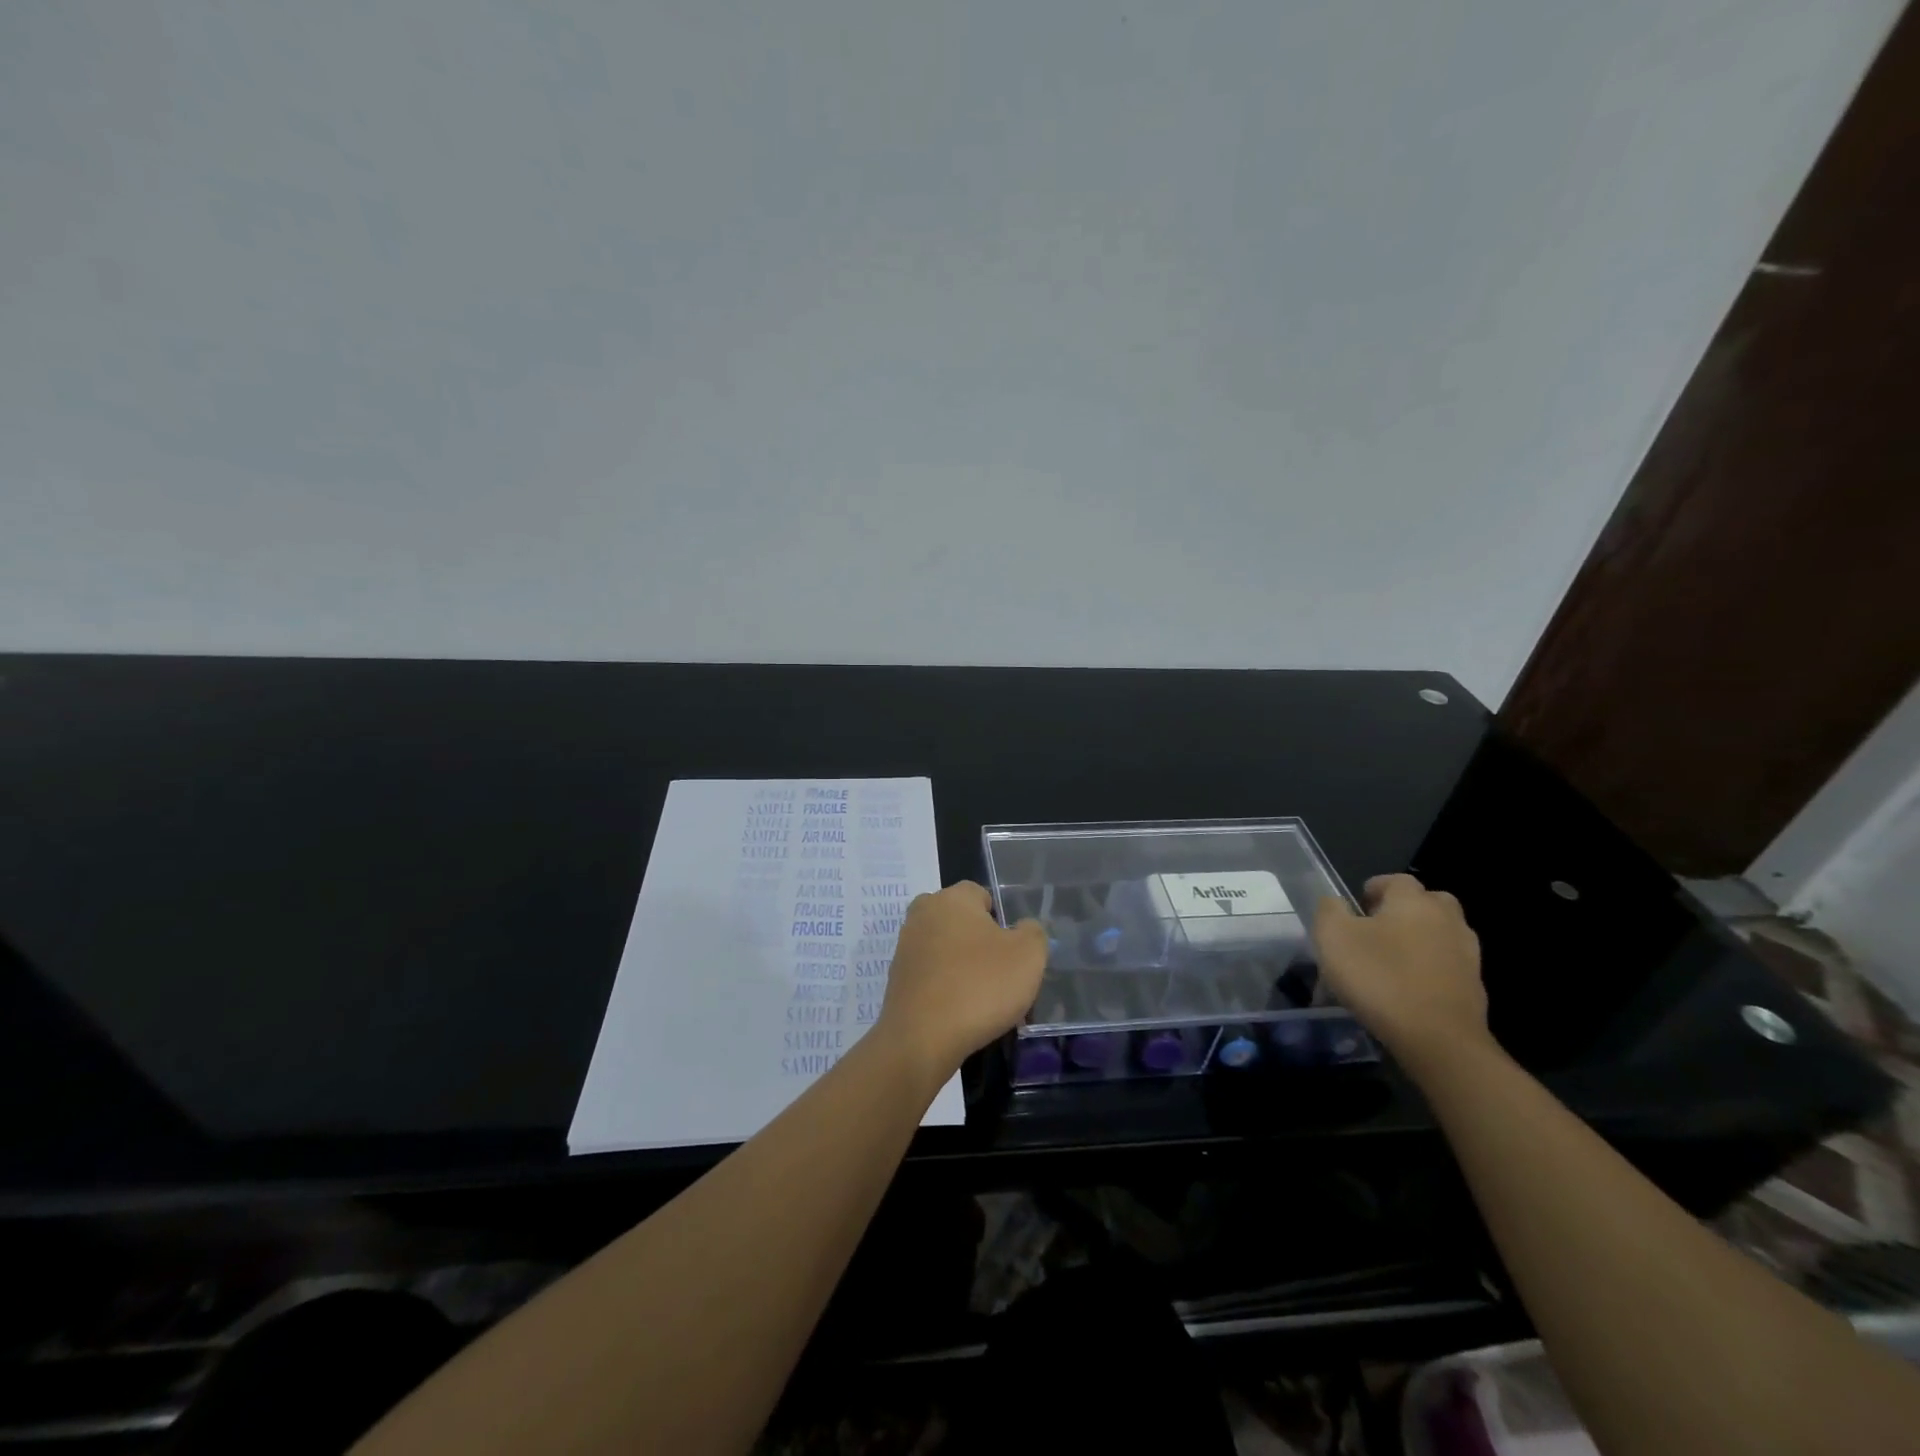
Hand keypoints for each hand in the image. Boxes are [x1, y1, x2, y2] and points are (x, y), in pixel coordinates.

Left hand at [878, 882, 1046, 1083]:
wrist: (922, 1039)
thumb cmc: (980, 986)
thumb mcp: (1028, 955)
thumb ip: (1033, 932)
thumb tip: (1023, 928)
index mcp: (952, 898)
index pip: (981, 895)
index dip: (1001, 920)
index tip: (1011, 951)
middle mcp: (922, 913)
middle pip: (960, 921)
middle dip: (979, 941)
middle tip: (999, 973)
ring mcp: (905, 947)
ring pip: (944, 948)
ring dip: (961, 966)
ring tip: (981, 999)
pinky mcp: (896, 979)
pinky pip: (931, 975)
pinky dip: (945, 987)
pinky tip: (959, 1012)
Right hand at [1313, 873, 1488, 1072]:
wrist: (1439, 1040)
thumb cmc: (1380, 978)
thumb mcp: (1333, 938)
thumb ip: (1329, 910)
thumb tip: (1336, 902)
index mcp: (1414, 901)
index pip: (1396, 880)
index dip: (1374, 889)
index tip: (1356, 907)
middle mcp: (1447, 919)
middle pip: (1427, 903)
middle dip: (1404, 910)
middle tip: (1377, 930)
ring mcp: (1467, 954)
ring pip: (1440, 934)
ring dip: (1419, 940)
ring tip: (1391, 962)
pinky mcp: (1474, 987)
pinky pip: (1447, 966)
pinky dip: (1429, 969)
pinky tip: (1408, 989)